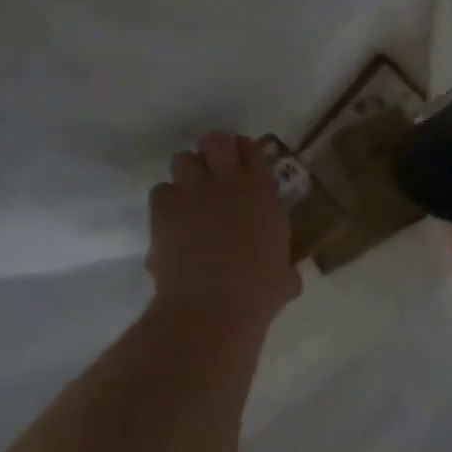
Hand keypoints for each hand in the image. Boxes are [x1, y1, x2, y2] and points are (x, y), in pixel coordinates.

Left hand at [147, 131, 300, 329]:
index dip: (247, 152)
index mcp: (262, 193)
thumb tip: (290, 277)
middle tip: (216, 168)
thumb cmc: (256, 294)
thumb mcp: (284, 278)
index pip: (253, 150)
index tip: (245, 163)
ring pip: (183, 158)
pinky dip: (167, 200)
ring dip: (188, 171)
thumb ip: (286, 269)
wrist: (211, 310)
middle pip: (216, 140)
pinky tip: (173, 217)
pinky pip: (161, 190)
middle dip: (215, 149)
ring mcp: (193, 194)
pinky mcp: (164, 211)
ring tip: (192, 191)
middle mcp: (228, 184)